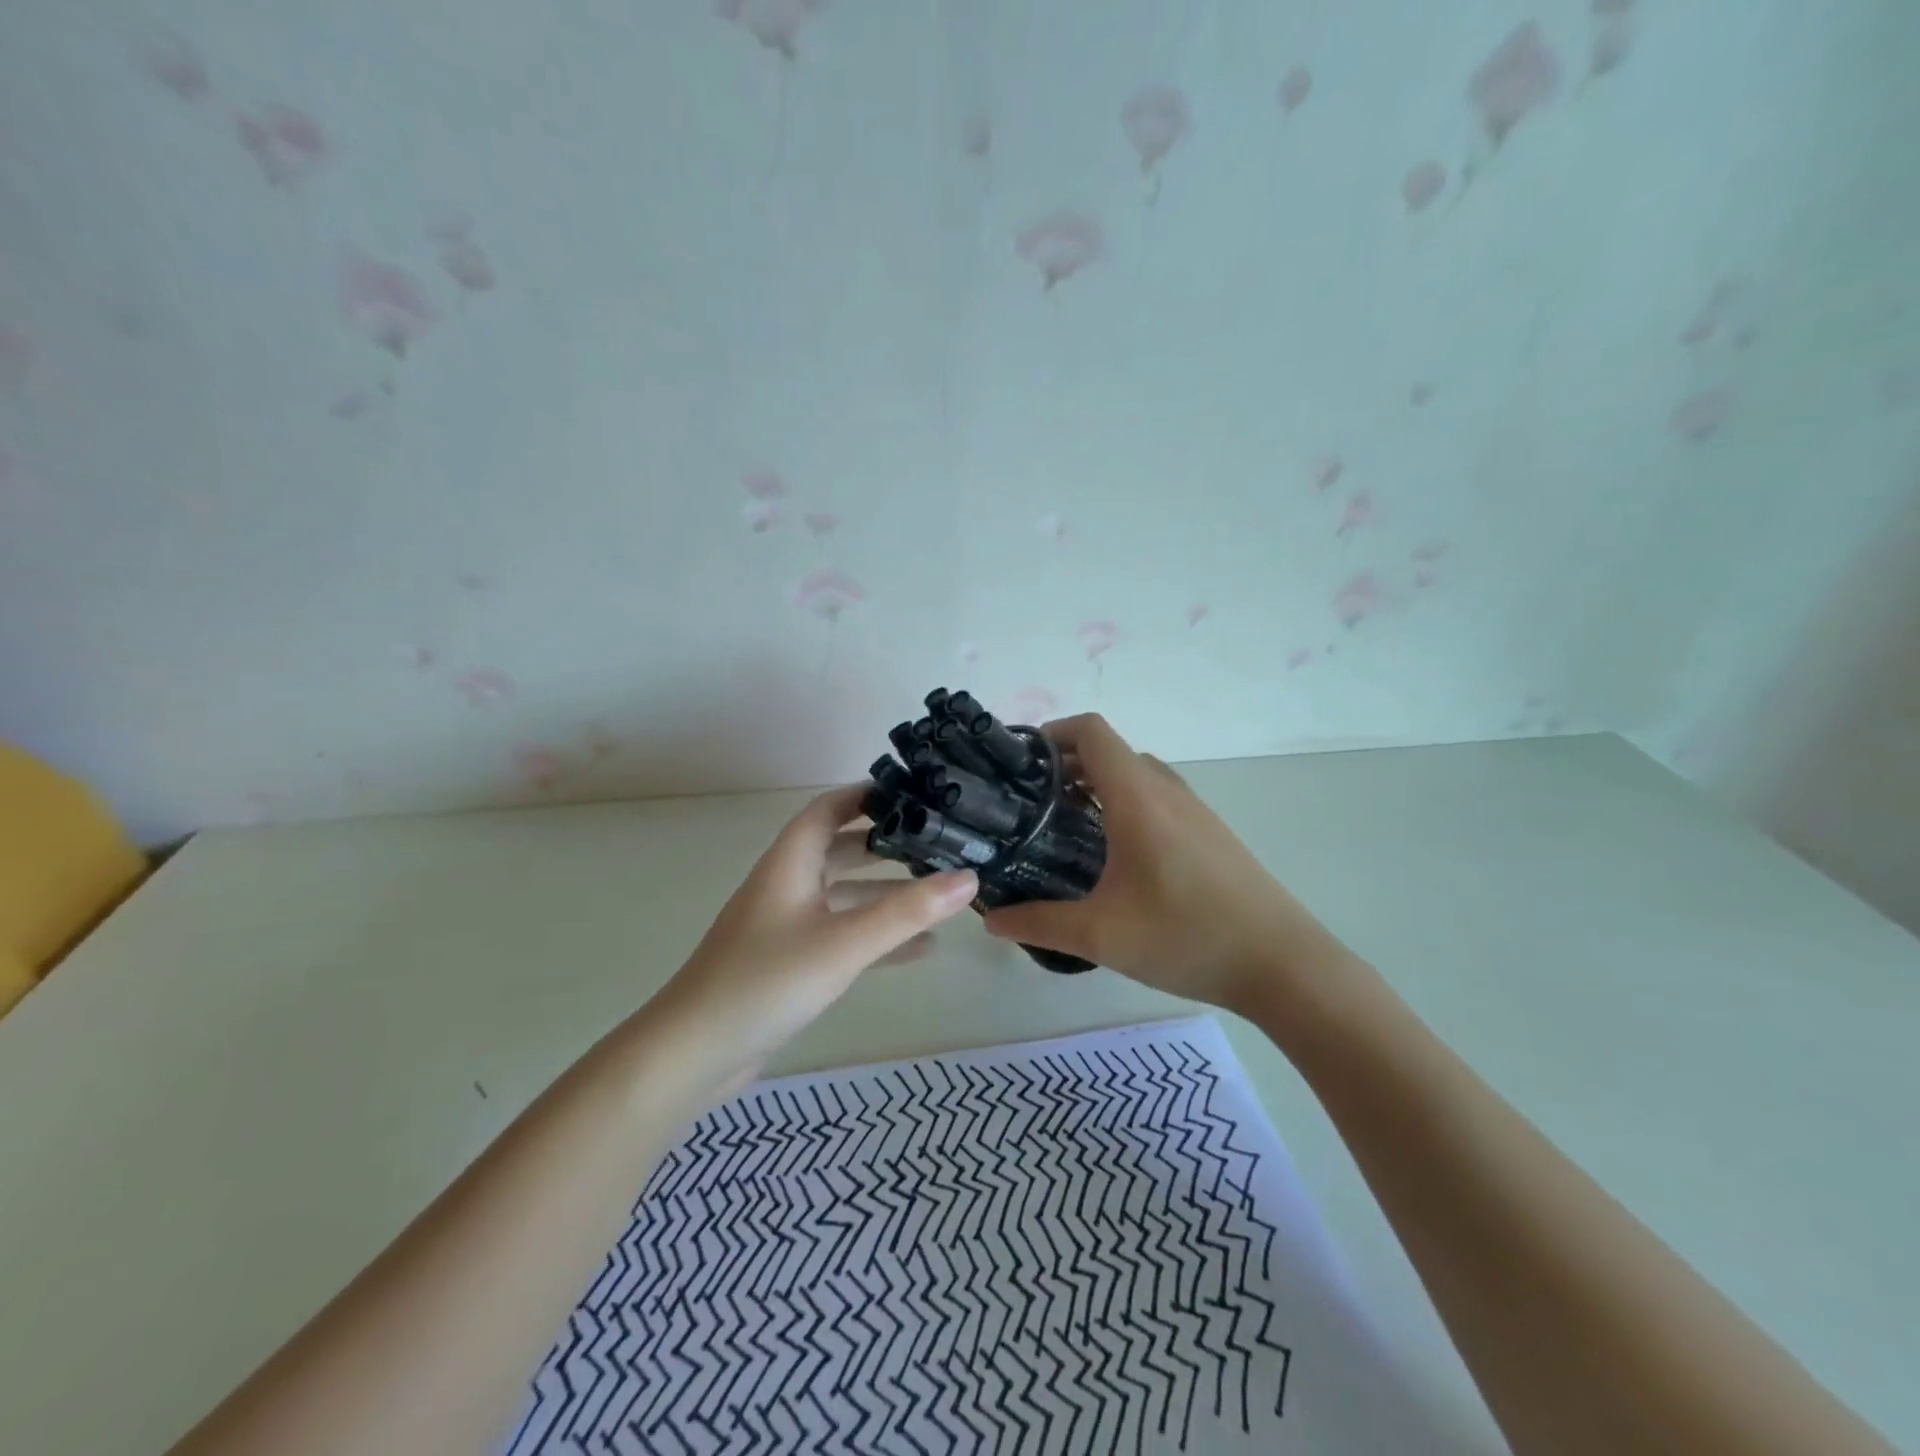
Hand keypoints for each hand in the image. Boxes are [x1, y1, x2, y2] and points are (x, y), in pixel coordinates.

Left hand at [656, 785, 977, 1086]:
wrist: (693, 1054)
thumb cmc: (766, 981)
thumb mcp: (844, 943)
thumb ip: (907, 912)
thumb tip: (969, 877)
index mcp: (790, 863)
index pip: (828, 808)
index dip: (866, 794)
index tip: (914, 793)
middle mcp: (787, 885)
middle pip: (841, 849)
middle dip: (886, 844)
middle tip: (938, 842)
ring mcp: (787, 925)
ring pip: (844, 895)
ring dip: (886, 893)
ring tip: (939, 892)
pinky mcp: (789, 962)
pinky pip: (842, 935)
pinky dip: (877, 935)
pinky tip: (919, 950)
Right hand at [981, 715, 1357, 1014]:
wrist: (1284, 965)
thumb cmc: (1187, 937)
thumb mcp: (1101, 935)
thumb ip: (1039, 924)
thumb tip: (991, 920)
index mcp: (1138, 798)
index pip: (1092, 731)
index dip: (1052, 733)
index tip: (1020, 765)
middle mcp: (1167, 791)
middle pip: (1111, 751)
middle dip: (1066, 764)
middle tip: (1030, 803)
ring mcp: (1194, 810)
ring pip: (1136, 775)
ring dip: (1098, 785)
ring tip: (1065, 826)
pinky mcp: (1210, 833)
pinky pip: (1157, 798)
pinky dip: (1125, 804)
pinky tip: (1114, 855)